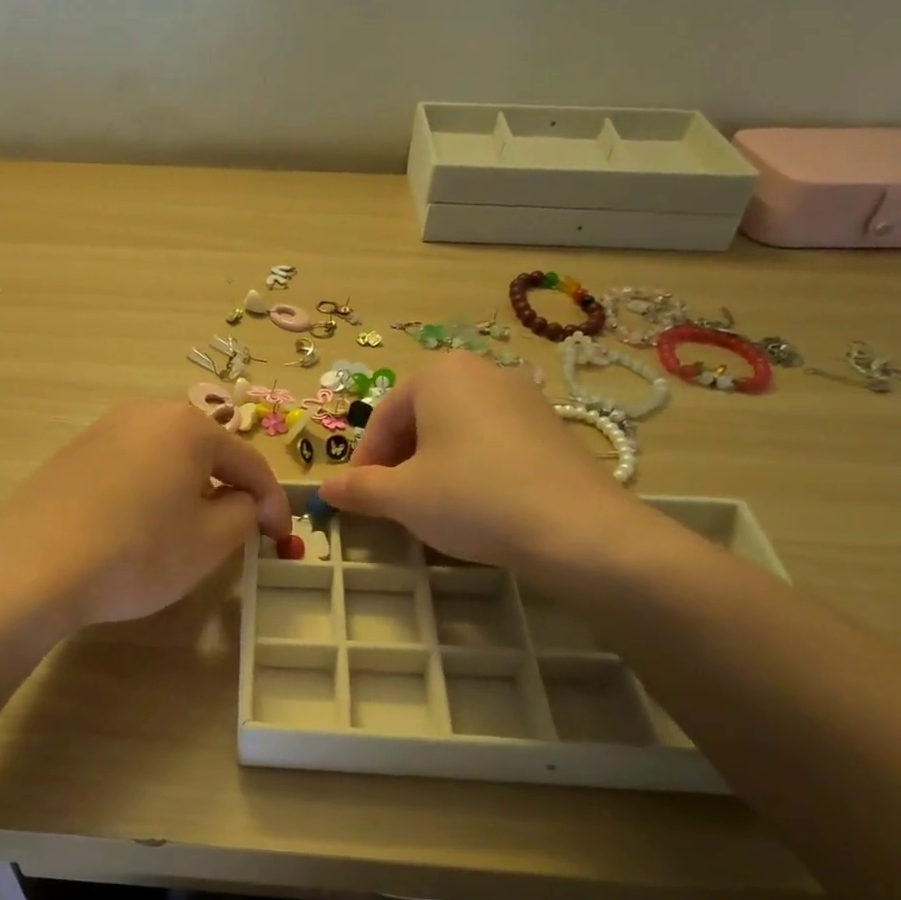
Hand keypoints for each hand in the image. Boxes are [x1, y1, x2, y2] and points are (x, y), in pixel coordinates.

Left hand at [0, 402, 292, 630]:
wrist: (33, 567)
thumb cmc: (137, 553)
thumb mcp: (209, 541)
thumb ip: (244, 513)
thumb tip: (243, 501)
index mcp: (189, 426)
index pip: (249, 463)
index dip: (272, 503)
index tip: (281, 538)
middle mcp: (146, 413)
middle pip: (206, 450)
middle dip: (229, 487)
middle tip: (238, 527)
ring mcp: (104, 428)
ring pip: (167, 455)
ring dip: (189, 486)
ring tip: (190, 526)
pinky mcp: (74, 452)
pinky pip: (131, 464)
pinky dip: (150, 488)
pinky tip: (140, 523)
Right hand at [319, 354, 654, 586]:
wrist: (575, 527)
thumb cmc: (472, 498)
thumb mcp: (402, 497)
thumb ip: (359, 488)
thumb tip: (325, 488)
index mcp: (441, 375)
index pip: (384, 417)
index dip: (364, 460)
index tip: (358, 497)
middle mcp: (483, 372)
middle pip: (421, 418)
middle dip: (399, 461)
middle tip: (392, 503)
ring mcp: (523, 397)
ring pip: (457, 430)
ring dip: (432, 465)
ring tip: (431, 506)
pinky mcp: (550, 427)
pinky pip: (492, 441)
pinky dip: (471, 467)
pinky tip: (475, 503)